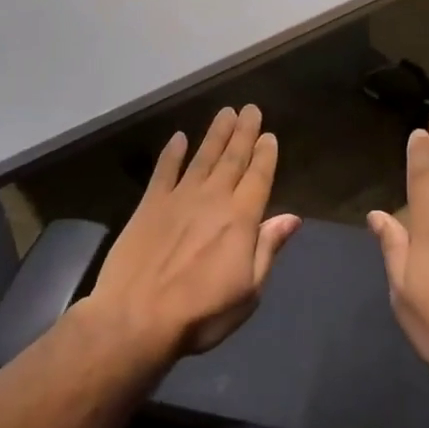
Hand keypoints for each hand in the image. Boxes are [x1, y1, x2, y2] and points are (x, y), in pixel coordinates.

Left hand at [84, 105, 300, 364]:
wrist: (136, 319)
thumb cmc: (201, 313)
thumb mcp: (248, 291)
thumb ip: (268, 248)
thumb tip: (292, 217)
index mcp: (241, 219)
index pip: (258, 177)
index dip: (265, 155)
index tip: (269, 134)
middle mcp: (213, 199)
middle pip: (232, 158)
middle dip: (244, 132)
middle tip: (251, 108)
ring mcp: (179, 198)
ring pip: (203, 157)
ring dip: (216, 134)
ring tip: (226, 112)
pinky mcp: (150, 205)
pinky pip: (164, 171)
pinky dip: (172, 153)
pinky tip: (179, 137)